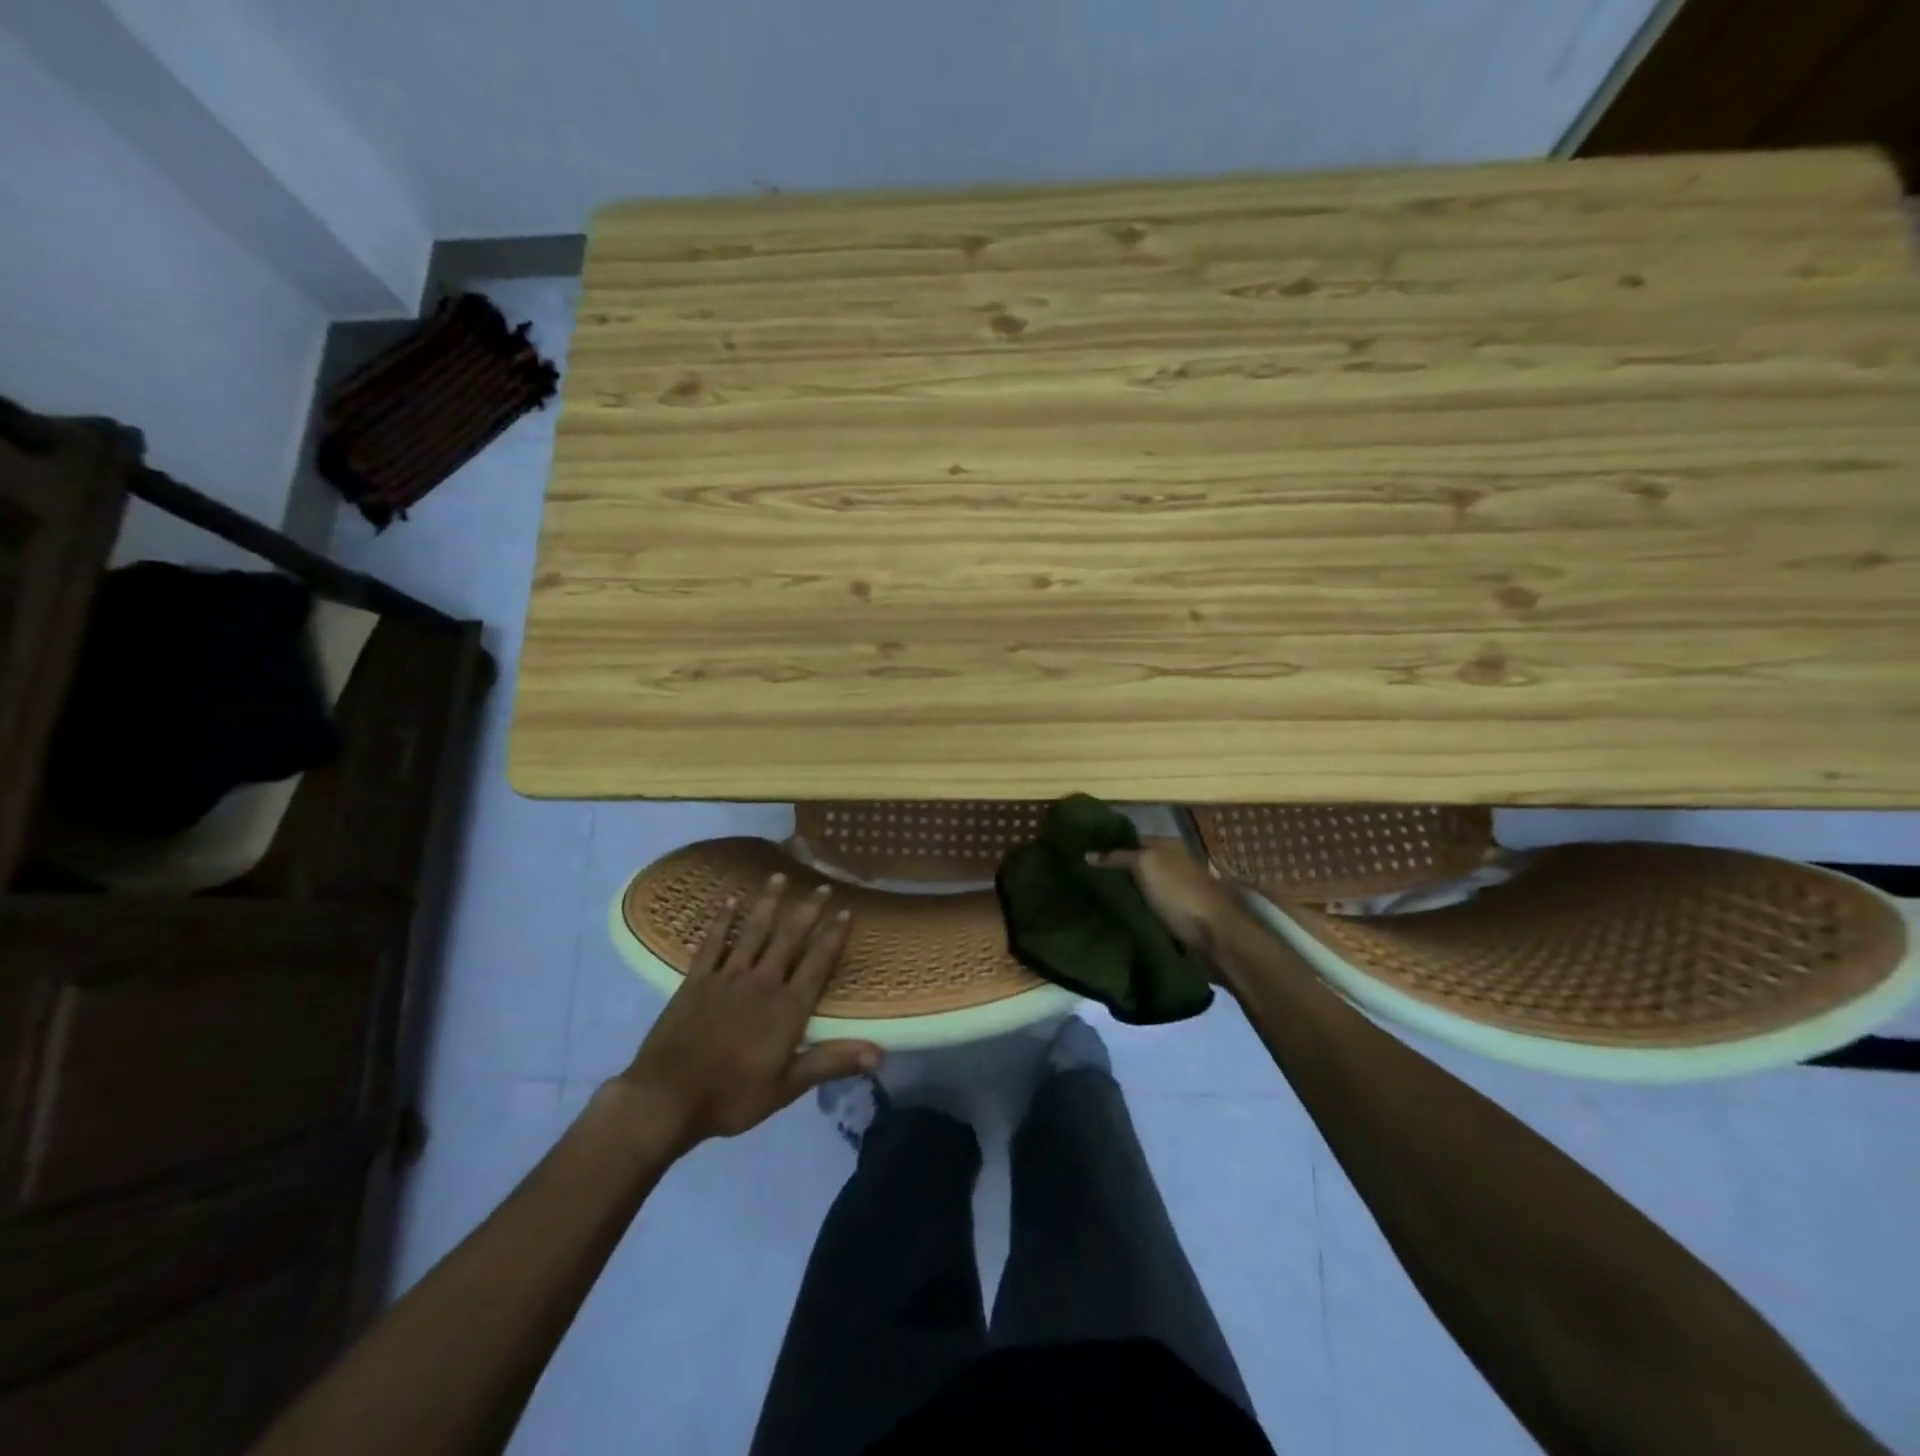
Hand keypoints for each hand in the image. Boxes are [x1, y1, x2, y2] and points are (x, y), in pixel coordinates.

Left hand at [617, 874, 882, 1155]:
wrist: (667, 1098)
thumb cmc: (732, 1096)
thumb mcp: (788, 1087)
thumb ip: (832, 1062)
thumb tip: (880, 1054)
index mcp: (787, 1008)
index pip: (818, 963)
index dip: (834, 935)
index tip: (846, 910)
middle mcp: (762, 982)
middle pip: (789, 938)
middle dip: (808, 911)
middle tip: (821, 885)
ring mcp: (727, 977)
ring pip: (753, 931)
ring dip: (768, 903)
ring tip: (778, 877)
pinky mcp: (697, 979)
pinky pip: (713, 942)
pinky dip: (722, 921)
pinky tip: (729, 901)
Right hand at [1088, 838, 1239, 962]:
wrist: (1212, 934)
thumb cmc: (1178, 891)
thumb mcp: (1144, 865)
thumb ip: (1117, 857)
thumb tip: (1087, 854)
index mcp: (1167, 845)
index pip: (1130, 839)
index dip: (1106, 845)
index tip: (1080, 854)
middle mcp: (1172, 864)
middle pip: (1134, 864)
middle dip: (1112, 870)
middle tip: (1079, 876)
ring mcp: (1174, 890)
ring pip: (1139, 888)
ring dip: (1121, 893)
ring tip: (1089, 896)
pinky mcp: (1174, 915)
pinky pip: (1145, 908)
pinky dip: (1131, 910)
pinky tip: (1110, 914)